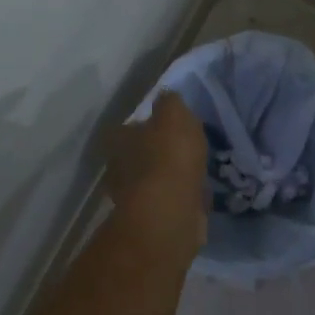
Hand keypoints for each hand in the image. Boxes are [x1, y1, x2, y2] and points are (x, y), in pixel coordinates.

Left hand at [109, 92, 207, 253]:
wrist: (171, 212)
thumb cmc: (170, 157)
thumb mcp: (175, 115)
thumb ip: (171, 102)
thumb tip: (167, 96)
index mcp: (118, 139)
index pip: (129, 126)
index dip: (149, 124)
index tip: (170, 126)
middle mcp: (118, 166)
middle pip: (138, 153)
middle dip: (158, 151)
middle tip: (185, 148)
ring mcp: (133, 196)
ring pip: (152, 178)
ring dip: (169, 175)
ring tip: (195, 170)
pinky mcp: (151, 218)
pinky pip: (167, 199)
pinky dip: (178, 196)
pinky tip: (196, 192)